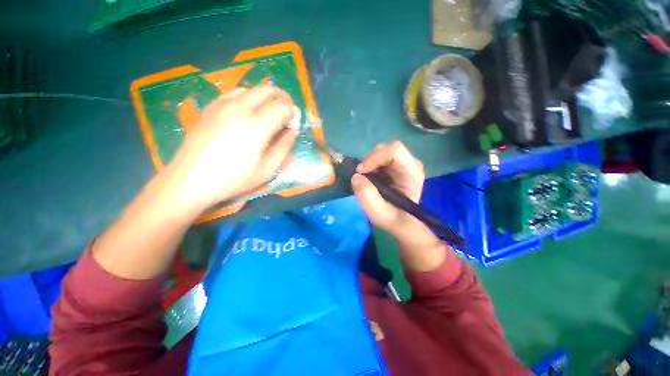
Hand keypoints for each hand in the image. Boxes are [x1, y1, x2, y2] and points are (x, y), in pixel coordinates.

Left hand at [166, 85, 297, 212]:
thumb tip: (293, 131)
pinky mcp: (210, 108)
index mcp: (257, 125)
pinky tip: (247, 112)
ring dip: (265, 97)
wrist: (190, 180)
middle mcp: (240, 108)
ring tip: (268, 112)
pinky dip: (247, 98)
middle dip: (282, 97)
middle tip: (286, 112)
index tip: (293, 123)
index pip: (282, 106)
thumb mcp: (267, 169)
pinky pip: (234, 93)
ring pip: (251, 89)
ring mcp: (222, 105)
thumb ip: (284, 147)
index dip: (292, 112)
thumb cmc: (234, 179)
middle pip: (267, 90)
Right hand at [351, 141, 425, 238]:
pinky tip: (370, 177)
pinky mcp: (396, 165)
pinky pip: (380, 157)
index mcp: (412, 173)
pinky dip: (371, 165)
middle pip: (387, 148)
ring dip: (369, 163)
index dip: (374, 158)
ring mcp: (404, 162)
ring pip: (382, 151)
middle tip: (362, 176)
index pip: (395, 151)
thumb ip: (366, 194)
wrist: (400, 220)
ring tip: (366, 178)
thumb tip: (356, 177)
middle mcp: (411, 163)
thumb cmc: (392, 217)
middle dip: (370, 160)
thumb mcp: (377, 212)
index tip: (361, 172)